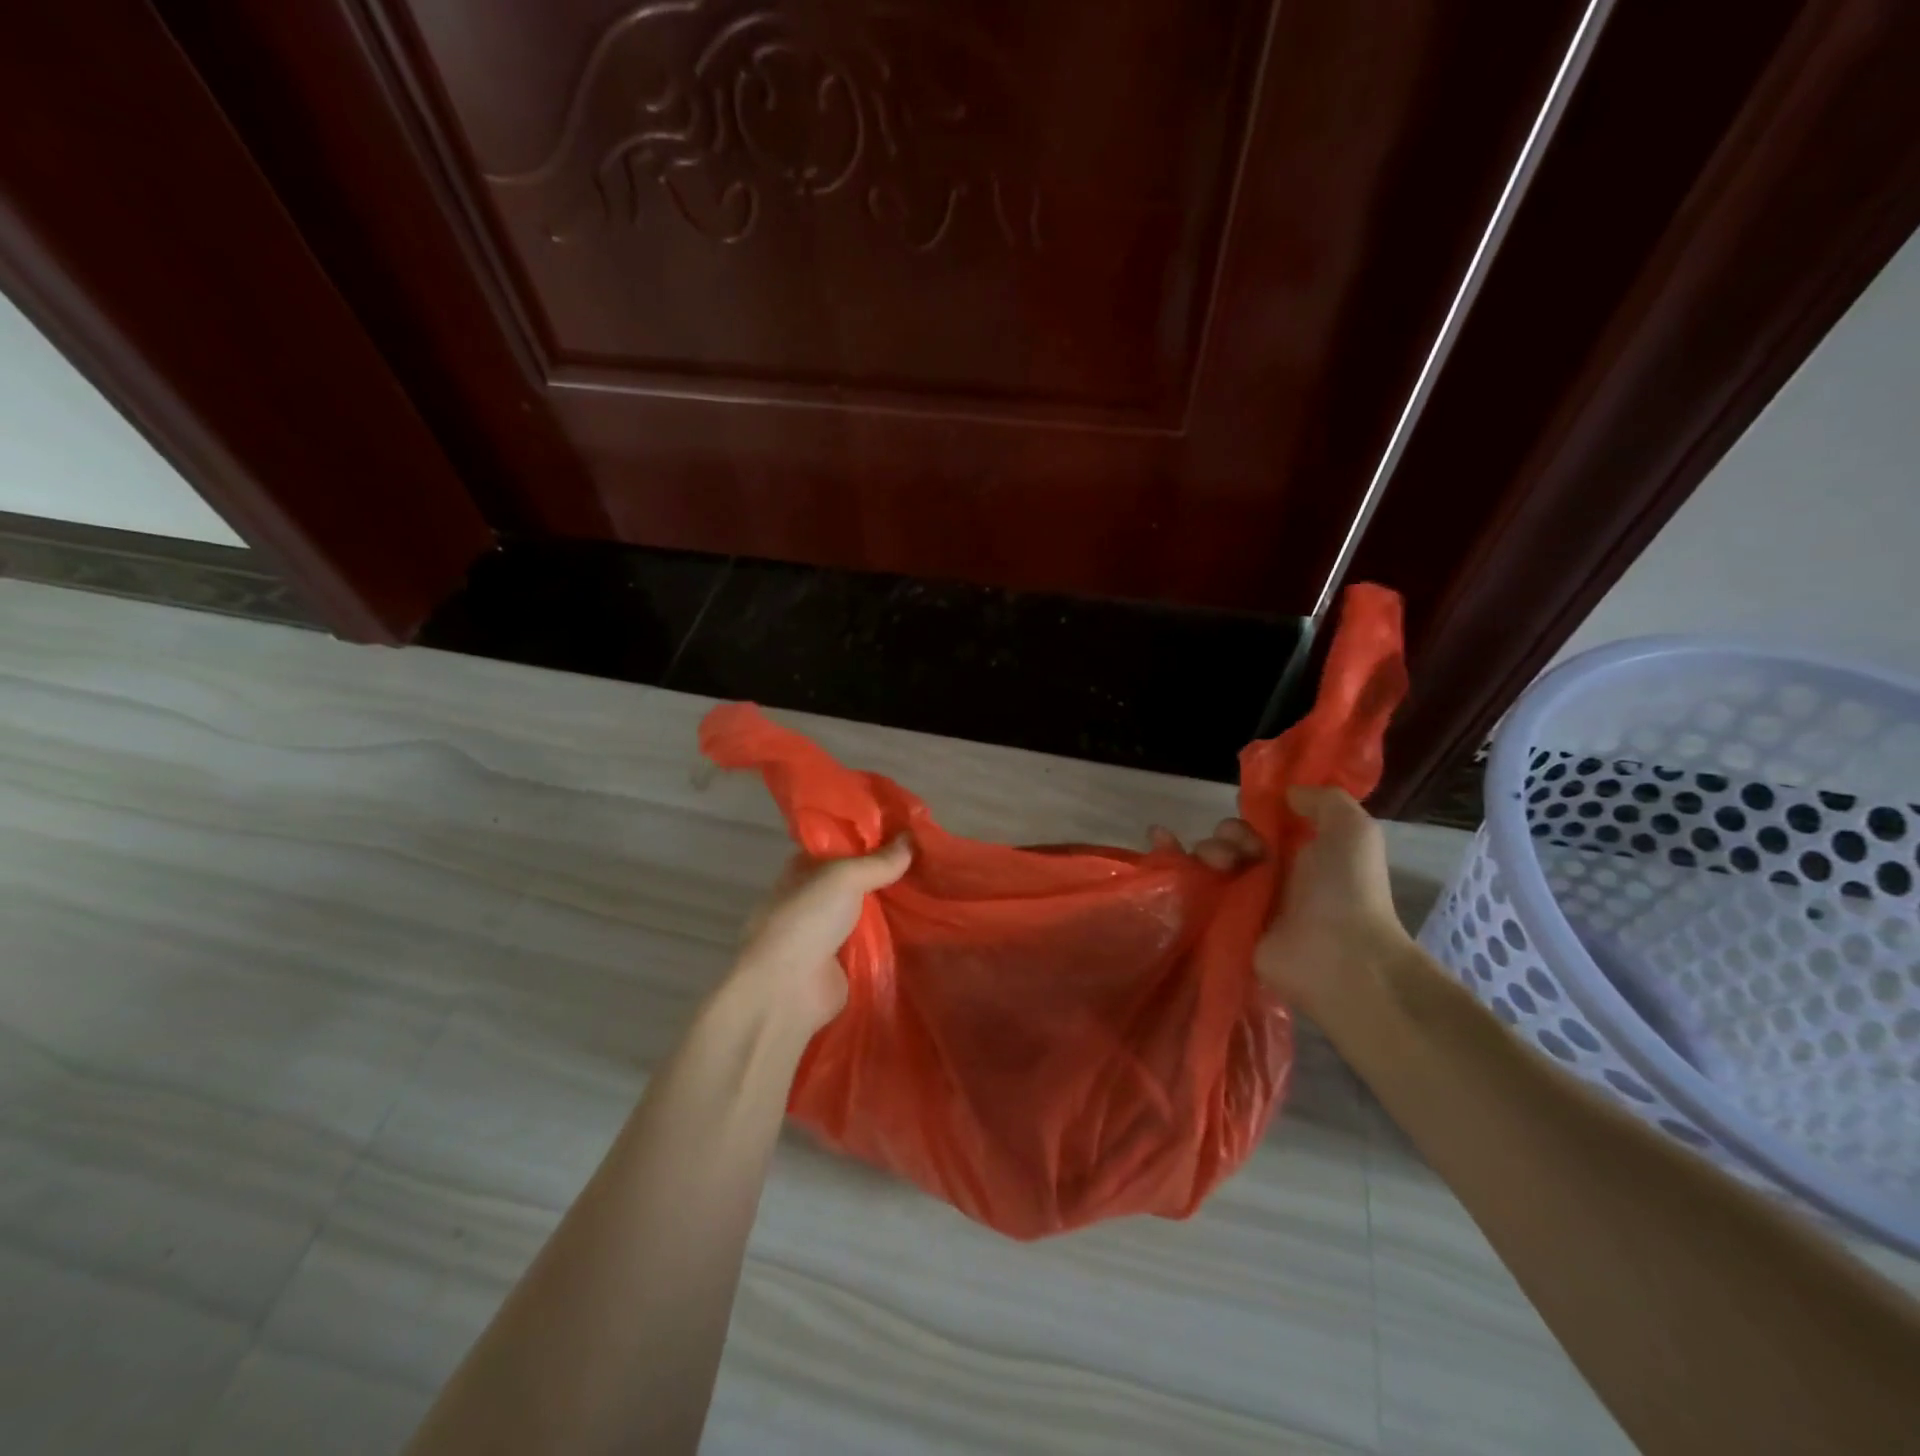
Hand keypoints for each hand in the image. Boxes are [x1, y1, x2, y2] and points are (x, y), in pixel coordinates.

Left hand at [731, 838, 912, 1032]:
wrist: (787, 989)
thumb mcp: (844, 877)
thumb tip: (911, 837)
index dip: (871, 837)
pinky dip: (895, 934)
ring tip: (936, 887)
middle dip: (889, 871)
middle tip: (930, 858)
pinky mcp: (844, 962)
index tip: (909, 830)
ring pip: (869, 909)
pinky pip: (876, 940)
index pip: (841, 845)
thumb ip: (879, 861)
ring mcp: (828, 931)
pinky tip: (927, 923)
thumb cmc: (807, 919)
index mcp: (804, 869)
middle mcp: (815, 897)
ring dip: (895, 903)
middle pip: (858, 878)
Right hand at [1154, 789, 1413, 1013]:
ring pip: (1209, 861)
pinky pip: (1192, 889)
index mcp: (1298, 852)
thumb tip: (1286, 793)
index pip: (1262, 824)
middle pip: (1230, 840)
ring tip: (1219, 866)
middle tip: (1239, 851)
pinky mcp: (1223, 922)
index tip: (1254, 816)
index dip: (1253, 814)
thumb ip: (1323, 800)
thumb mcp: (1352, 829)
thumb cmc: (1347, 889)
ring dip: (1207, 851)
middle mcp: (1269, 874)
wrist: (1340, 955)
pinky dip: (1173, 865)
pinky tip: (1159, 845)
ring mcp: (1244, 900)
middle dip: (1227, 835)